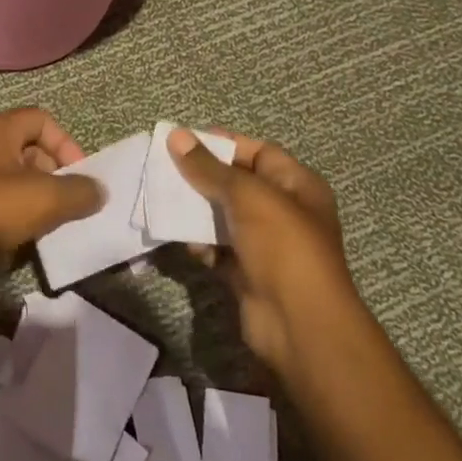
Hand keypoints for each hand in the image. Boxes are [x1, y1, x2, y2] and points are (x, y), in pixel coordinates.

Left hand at [0, 108, 102, 288]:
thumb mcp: (44, 199)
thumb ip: (79, 191)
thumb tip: (98, 190)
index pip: (41, 119)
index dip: (66, 143)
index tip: (79, 176)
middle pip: (29, 146)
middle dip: (55, 172)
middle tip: (68, 202)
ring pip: (15, 175)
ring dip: (38, 195)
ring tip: (52, 222)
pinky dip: (17, 210)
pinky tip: (26, 235)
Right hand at [169, 126, 359, 385]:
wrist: (299, 326)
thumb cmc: (282, 247)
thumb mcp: (247, 196)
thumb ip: (208, 167)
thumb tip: (176, 134)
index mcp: (297, 185)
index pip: (256, 151)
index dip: (222, 143)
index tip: (182, 141)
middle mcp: (283, 210)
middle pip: (235, 183)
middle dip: (200, 177)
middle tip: (163, 170)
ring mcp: (265, 243)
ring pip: (221, 215)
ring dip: (195, 211)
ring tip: (165, 204)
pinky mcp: (246, 271)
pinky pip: (217, 247)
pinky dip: (201, 243)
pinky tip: (188, 244)